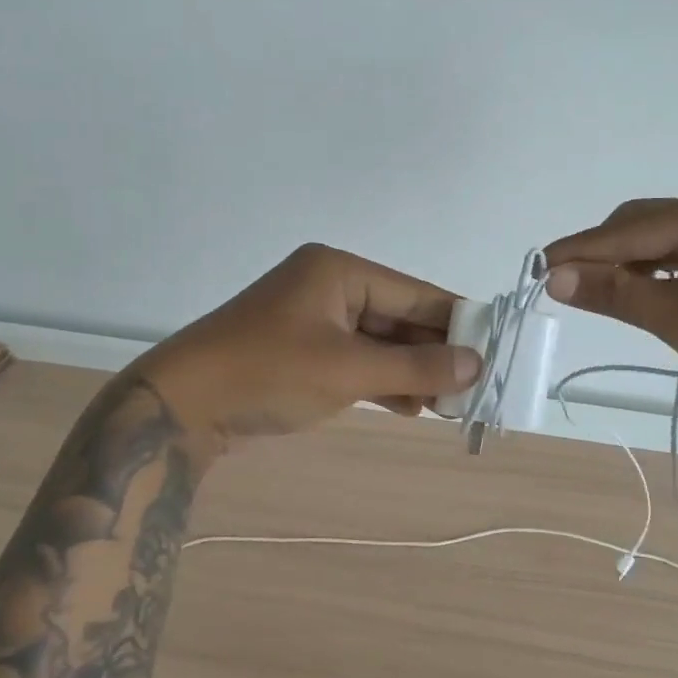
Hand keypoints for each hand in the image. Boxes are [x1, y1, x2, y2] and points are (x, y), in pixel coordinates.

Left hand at [133, 243, 480, 449]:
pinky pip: (356, 361)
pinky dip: (382, 382)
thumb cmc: (268, 374)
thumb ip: (415, 366)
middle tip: (475, 386)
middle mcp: (329, 286)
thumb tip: (476, 363)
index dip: (457, 322)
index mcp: (339, 271)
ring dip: (411, 371)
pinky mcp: (302, 352)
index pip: (415, 292)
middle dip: (435, 352)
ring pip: (380, 342)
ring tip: (451, 403)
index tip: (496, 350)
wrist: (181, 406)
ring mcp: (314, 320)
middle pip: (399, 316)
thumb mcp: (348, 370)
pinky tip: (412, 407)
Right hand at [543, 185, 677, 407]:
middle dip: (601, 255)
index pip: (626, 231)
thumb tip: (554, 278)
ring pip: (654, 238)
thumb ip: (614, 295)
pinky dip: (651, 269)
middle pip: (637, 225)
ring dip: (624, 264)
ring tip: (598, 295)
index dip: (579, 251)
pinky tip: (639, 291)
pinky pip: (676, 249)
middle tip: (566, 288)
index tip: (536, 268)